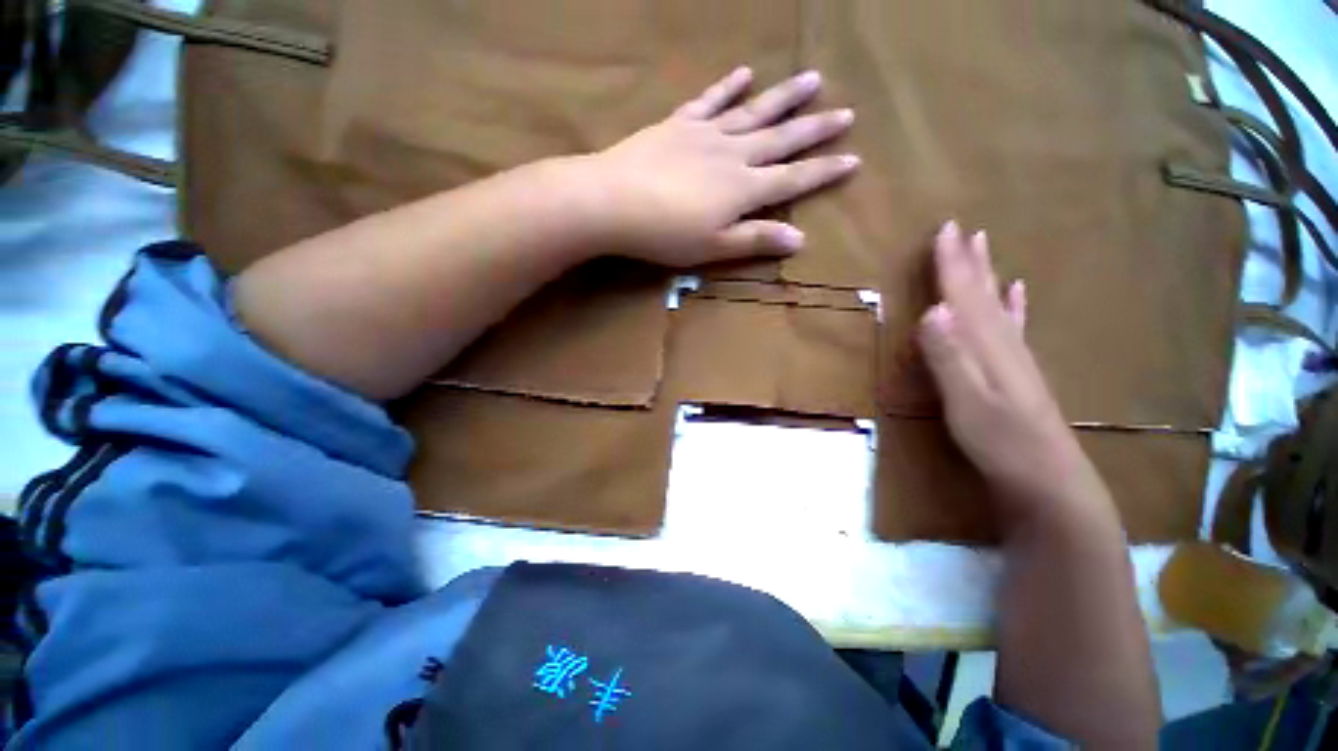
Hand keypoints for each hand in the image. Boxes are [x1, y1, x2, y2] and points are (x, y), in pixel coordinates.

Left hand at [585, 66, 858, 266]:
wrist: (615, 202)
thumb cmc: (666, 234)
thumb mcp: (714, 247)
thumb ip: (755, 239)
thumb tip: (799, 239)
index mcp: (743, 189)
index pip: (794, 179)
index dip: (824, 171)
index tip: (854, 159)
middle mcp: (733, 155)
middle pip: (781, 139)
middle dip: (815, 128)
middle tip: (847, 111)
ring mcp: (706, 134)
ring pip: (754, 112)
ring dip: (783, 97)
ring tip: (812, 79)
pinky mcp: (680, 124)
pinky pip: (709, 100)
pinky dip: (727, 86)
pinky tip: (744, 72)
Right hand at [917, 221, 1116, 528]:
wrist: (1050, 483)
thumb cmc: (1001, 444)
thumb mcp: (966, 402)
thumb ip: (948, 357)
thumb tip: (931, 310)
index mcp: (987, 347)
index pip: (963, 297)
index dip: (951, 264)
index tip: (944, 229)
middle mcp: (1003, 344)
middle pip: (982, 294)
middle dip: (969, 261)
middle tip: (962, 228)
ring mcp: (1015, 359)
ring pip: (998, 306)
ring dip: (988, 276)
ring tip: (985, 248)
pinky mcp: (1018, 374)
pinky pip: (1015, 329)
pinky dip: (1015, 307)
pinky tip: (1018, 293)